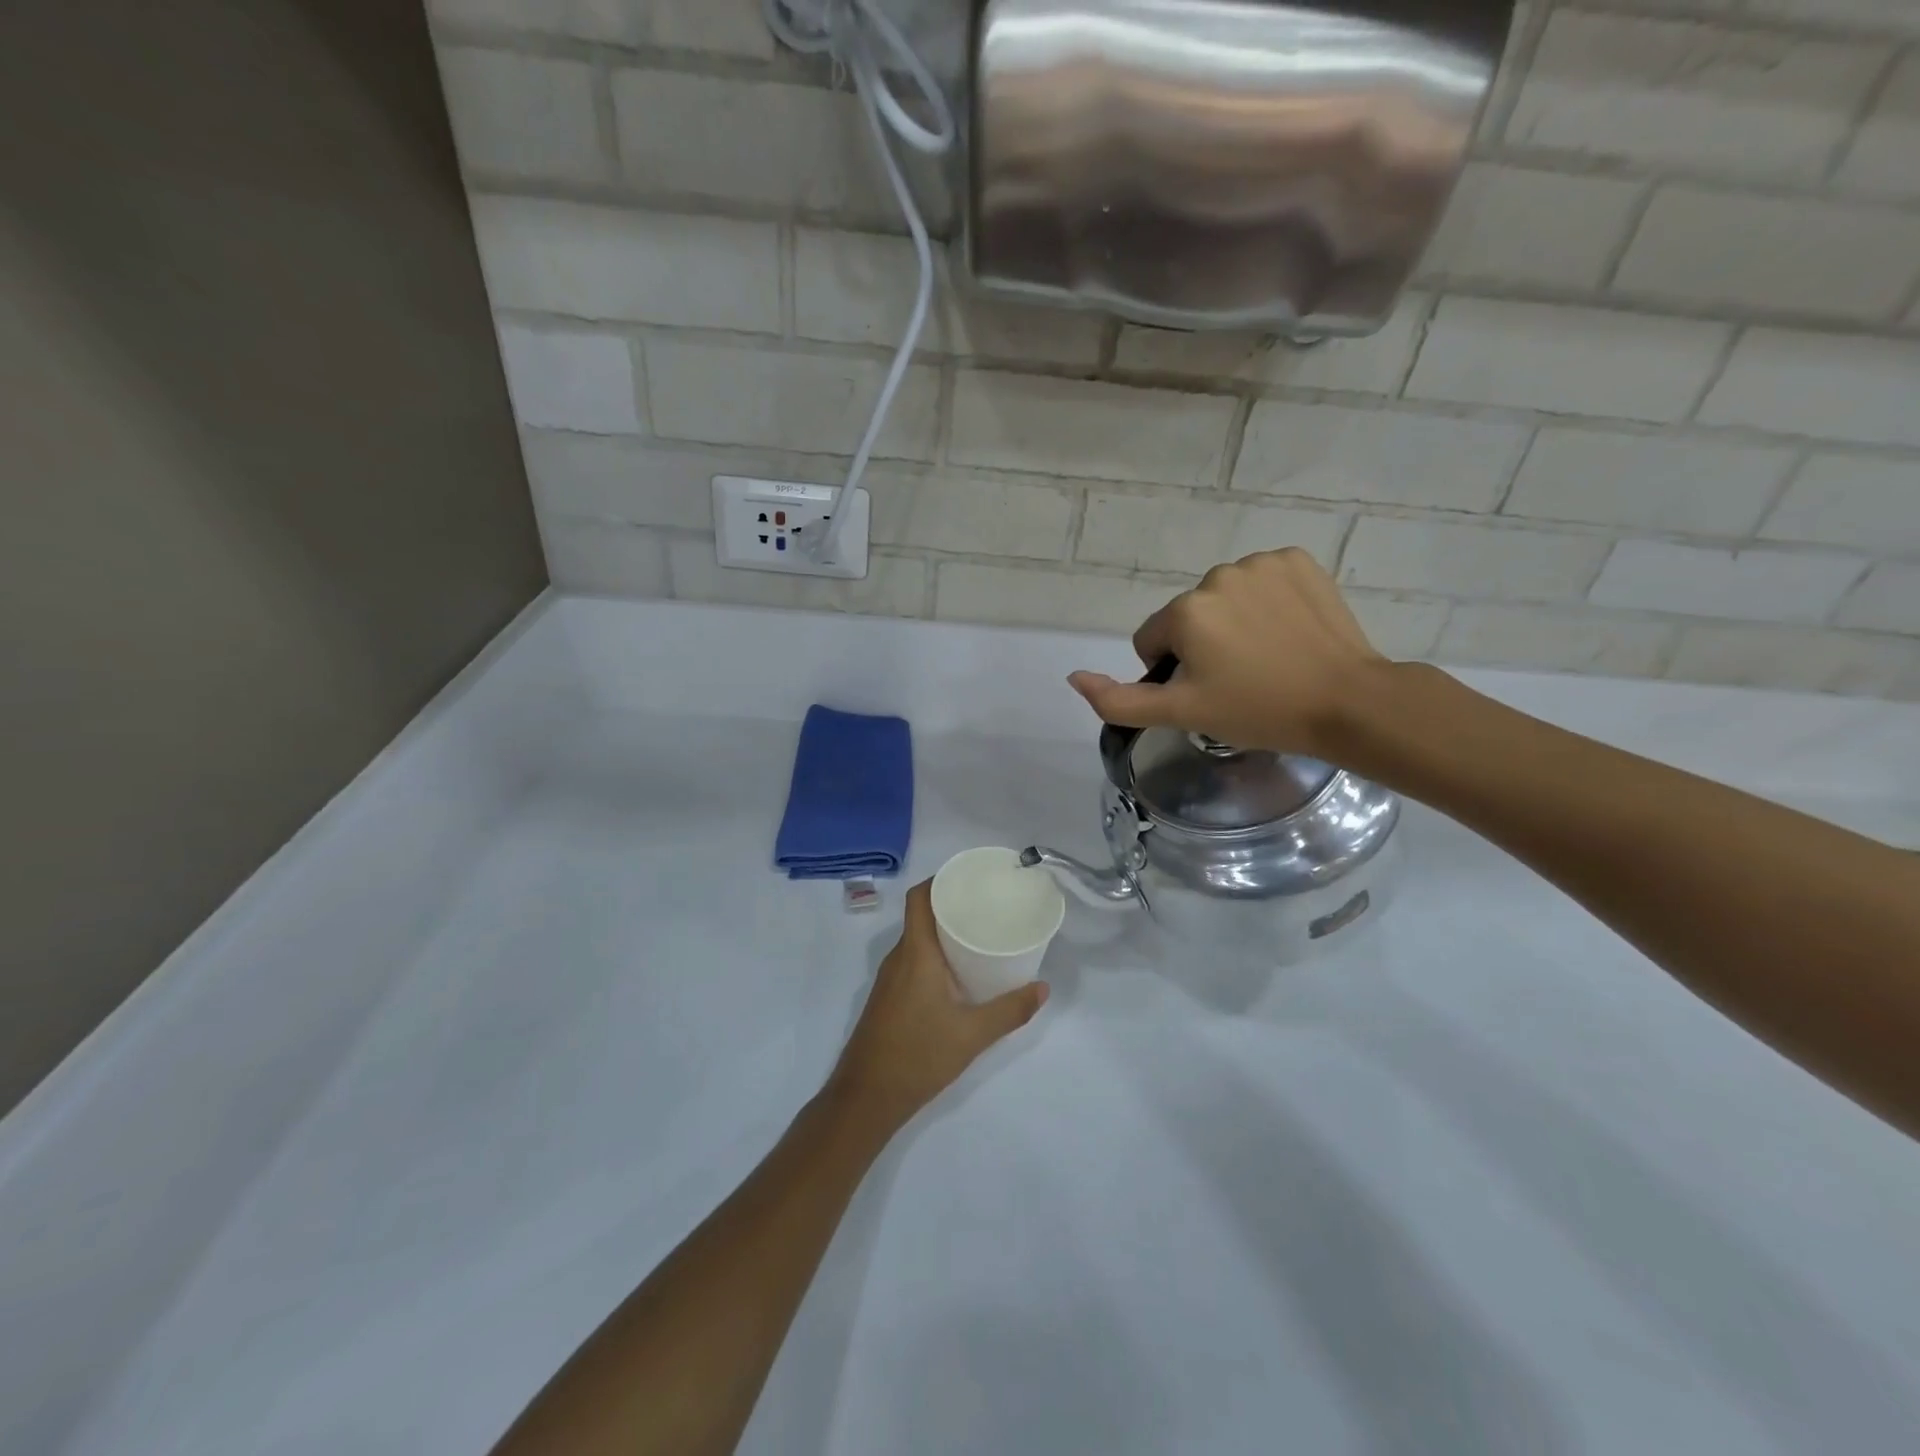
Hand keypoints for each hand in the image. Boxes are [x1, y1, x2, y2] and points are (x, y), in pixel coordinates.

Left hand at [828, 882, 1047, 1133]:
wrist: (866, 1097)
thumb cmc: (918, 1055)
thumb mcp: (972, 1034)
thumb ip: (1009, 1010)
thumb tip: (1043, 988)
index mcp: (915, 953)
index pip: (919, 898)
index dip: (940, 880)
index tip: (970, 877)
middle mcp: (898, 958)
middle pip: (921, 916)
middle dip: (951, 905)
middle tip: (987, 905)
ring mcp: (890, 979)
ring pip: (917, 940)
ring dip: (943, 932)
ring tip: (980, 934)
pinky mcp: (889, 998)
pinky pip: (913, 960)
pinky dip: (935, 955)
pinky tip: (959, 972)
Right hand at [1067, 549, 1387, 756]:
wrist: (1348, 702)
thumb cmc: (1259, 711)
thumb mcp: (1181, 714)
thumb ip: (1119, 700)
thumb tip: (1074, 677)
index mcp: (1185, 612)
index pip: (1152, 640)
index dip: (1172, 672)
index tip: (1208, 692)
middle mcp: (1217, 575)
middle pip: (1188, 616)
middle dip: (1203, 644)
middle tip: (1239, 678)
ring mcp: (1262, 563)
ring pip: (1224, 597)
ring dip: (1234, 622)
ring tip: (1267, 656)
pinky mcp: (1298, 560)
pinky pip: (1263, 581)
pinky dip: (1268, 602)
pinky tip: (1289, 631)